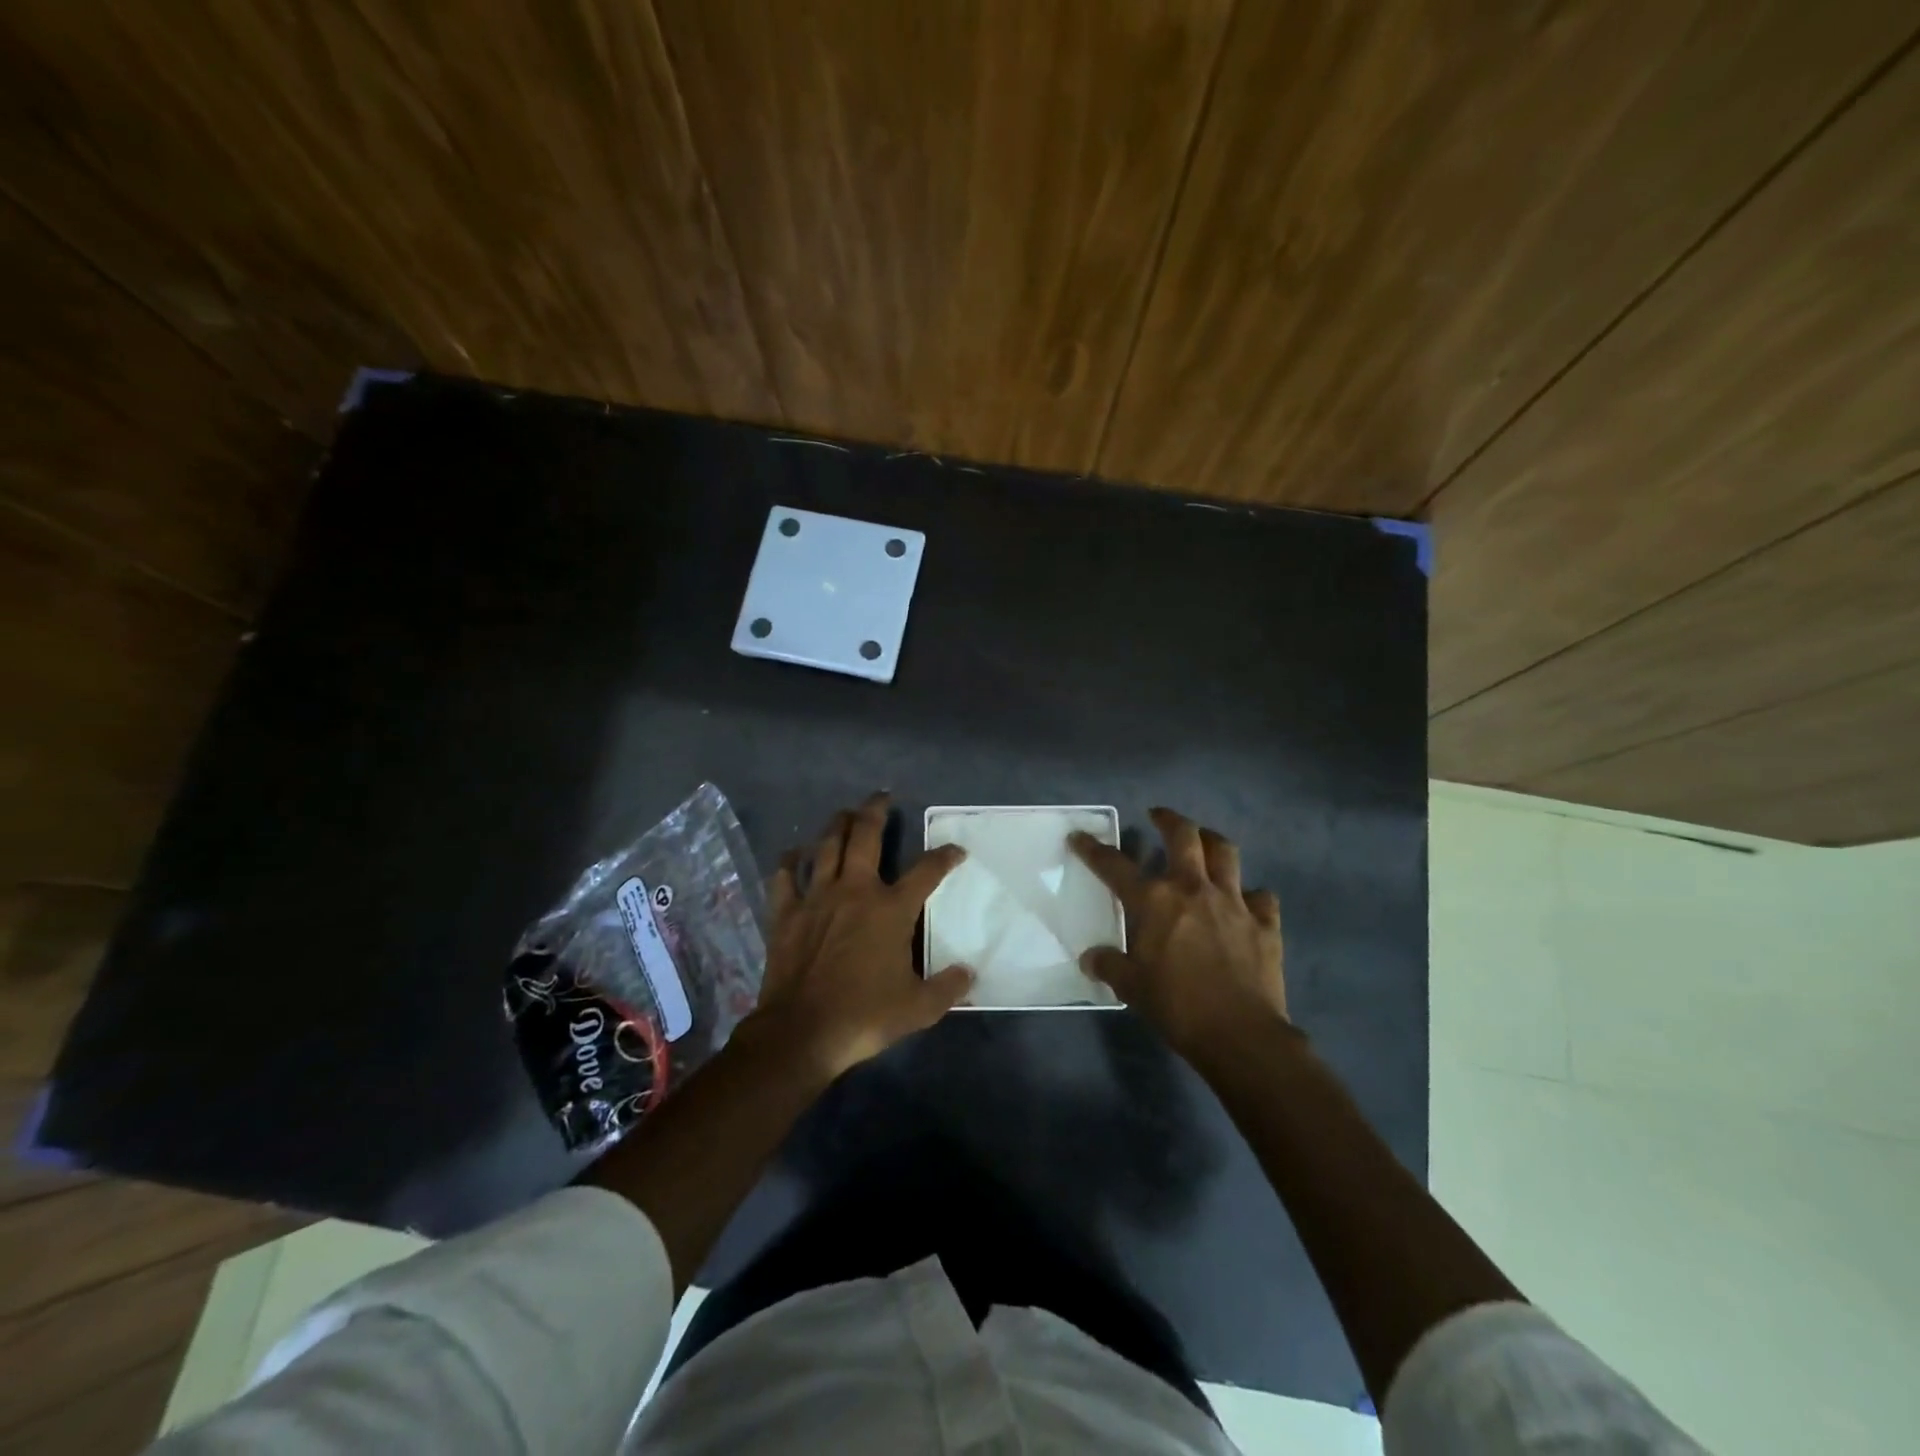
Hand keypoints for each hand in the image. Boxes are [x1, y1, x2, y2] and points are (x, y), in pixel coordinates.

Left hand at [746, 793, 973, 1080]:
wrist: (801, 1032)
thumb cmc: (864, 1017)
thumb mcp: (919, 1008)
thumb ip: (947, 988)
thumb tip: (969, 974)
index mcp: (891, 909)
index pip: (926, 871)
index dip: (944, 857)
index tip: (955, 851)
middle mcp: (855, 891)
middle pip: (865, 836)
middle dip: (875, 811)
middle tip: (881, 797)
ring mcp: (817, 898)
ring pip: (826, 846)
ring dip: (837, 824)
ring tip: (844, 813)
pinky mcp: (786, 913)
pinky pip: (785, 877)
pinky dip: (789, 862)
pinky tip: (793, 854)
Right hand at [1070, 807, 1286, 1066]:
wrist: (1240, 1034)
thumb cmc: (1176, 1006)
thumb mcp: (1131, 987)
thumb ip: (1109, 966)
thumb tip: (1091, 959)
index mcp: (1154, 901)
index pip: (1114, 866)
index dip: (1094, 849)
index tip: (1080, 836)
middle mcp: (1193, 889)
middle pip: (1184, 836)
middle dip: (1169, 819)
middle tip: (1159, 816)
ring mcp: (1233, 902)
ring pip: (1226, 853)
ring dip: (1212, 841)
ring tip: (1204, 842)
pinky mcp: (1265, 922)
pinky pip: (1261, 897)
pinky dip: (1252, 895)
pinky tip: (1247, 903)